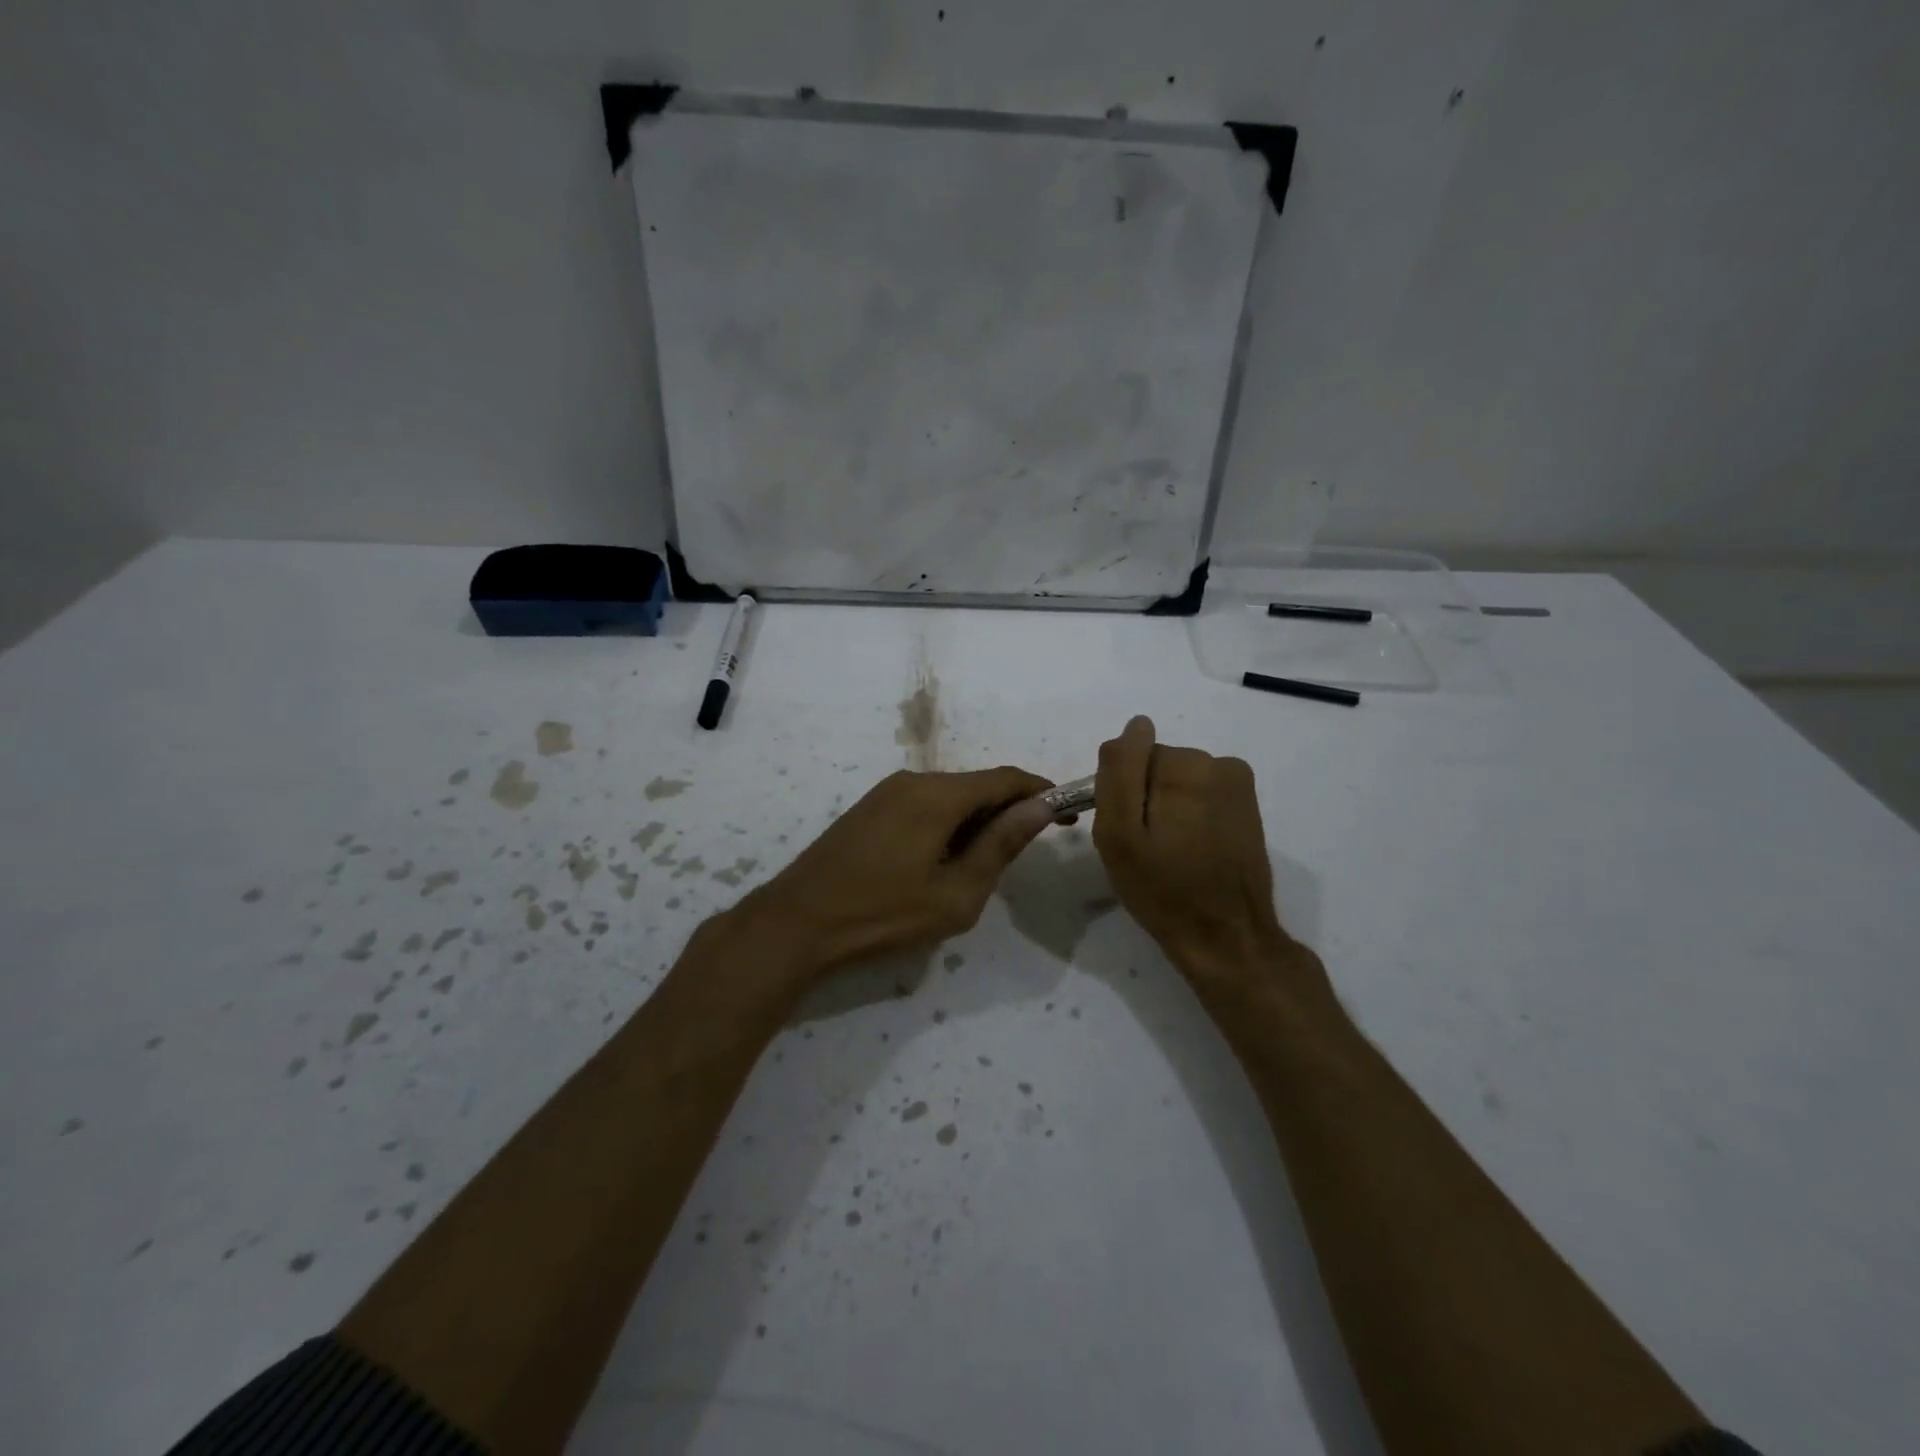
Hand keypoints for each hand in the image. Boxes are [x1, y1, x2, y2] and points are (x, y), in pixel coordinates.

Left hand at [735, 766, 1055, 977]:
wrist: (798, 922)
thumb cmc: (884, 914)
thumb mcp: (956, 892)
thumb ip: (1001, 845)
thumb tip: (1039, 808)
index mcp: (938, 794)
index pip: (1006, 778)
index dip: (1041, 792)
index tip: (1066, 815)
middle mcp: (913, 780)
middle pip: (977, 786)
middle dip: (1008, 812)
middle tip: (1027, 851)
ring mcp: (886, 792)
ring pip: (950, 797)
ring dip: (977, 821)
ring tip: (984, 867)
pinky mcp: (870, 809)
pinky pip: (924, 806)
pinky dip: (948, 825)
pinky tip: (944, 862)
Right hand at [1092, 716, 1305, 992]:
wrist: (1225, 937)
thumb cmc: (1162, 888)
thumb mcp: (1119, 833)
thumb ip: (1119, 771)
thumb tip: (1136, 725)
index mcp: (1186, 766)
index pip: (1132, 757)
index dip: (1122, 794)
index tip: (1127, 832)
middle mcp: (1219, 764)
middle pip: (1157, 766)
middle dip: (1146, 799)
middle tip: (1145, 848)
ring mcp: (1239, 786)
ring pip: (1179, 782)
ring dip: (1169, 809)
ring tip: (1170, 854)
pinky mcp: (1248, 807)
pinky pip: (1202, 796)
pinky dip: (1191, 817)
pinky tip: (1192, 852)